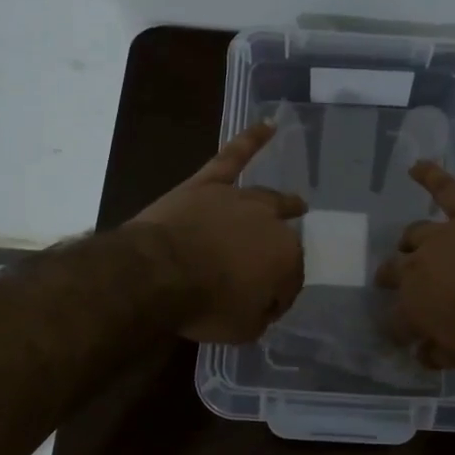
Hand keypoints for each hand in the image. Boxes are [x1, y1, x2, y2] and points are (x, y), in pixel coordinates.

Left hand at [130, 123, 307, 342]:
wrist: (158, 273)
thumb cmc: (205, 305)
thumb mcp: (243, 329)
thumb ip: (260, 315)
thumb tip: (262, 305)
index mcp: (286, 258)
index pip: (290, 280)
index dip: (278, 296)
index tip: (264, 309)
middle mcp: (269, 223)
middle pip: (281, 239)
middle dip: (279, 255)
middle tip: (274, 267)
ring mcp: (237, 199)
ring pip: (266, 199)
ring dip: (283, 203)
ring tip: (295, 203)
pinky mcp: (207, 185)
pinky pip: (232, 157)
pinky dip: (251, 140)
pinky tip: (268, 125)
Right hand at [375, 162, 454, 368]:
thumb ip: (437, 355)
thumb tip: (421, 353)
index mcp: (413, 307)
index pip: (393, 321)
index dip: (396, 329)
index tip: (401, 336)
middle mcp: (417, 267)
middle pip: (394, 271)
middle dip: (389, 279)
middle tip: (389, 282)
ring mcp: (443, 236)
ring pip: (414, 233)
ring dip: (408, 241)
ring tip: (406, 244)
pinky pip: (446, 189)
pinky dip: (431, 175)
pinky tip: (418, 166)